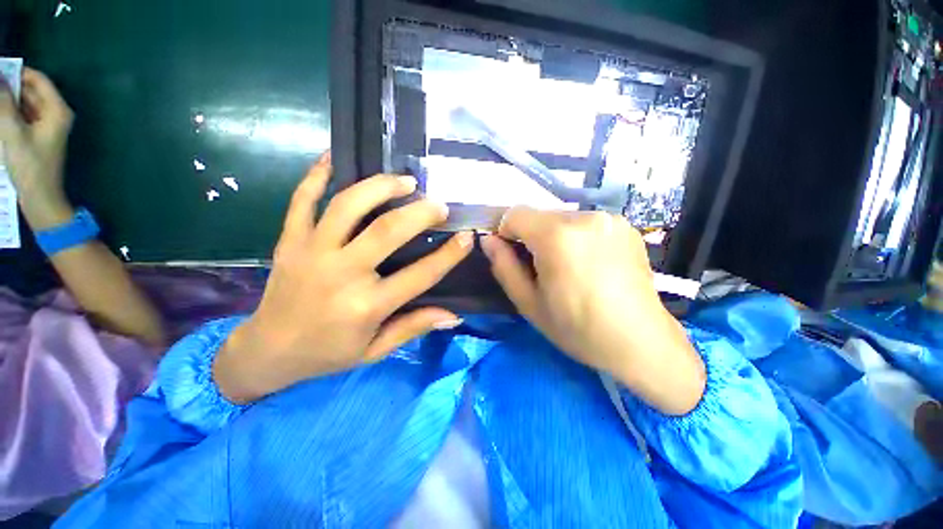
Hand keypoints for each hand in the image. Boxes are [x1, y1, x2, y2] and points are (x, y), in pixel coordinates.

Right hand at [0, 68, 74, 228]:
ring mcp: (48, 125)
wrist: (40, 197)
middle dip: (9, 86)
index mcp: (57, 110)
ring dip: (8, 100)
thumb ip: (4, 103)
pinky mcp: (38, 136)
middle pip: (30, 91)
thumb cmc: (29, 165)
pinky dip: (10, 112)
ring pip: (24, 103)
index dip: (17, 72)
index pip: (38, 80)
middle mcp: (56, 114)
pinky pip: (23, 116)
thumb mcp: (12, 131)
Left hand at [213, 153, 473, 402]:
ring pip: (348, 205)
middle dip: (420, 213)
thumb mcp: (376, 349)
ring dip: (380, 186)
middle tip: (439, 204)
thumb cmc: (328, 353)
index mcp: (366, 305)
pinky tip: (334, 157)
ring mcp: (311, 251)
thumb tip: (454, 316)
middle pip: (387, 230)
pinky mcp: (289, 241)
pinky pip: (301, 200)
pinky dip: (316, 175)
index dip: (449, 255)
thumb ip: (414, 327)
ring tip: (404, 181)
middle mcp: (341, 273)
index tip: (468, 237)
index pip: (421, 275)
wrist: (267, 352)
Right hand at [480, 208, 704, 414]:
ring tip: (568, 269)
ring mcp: (610, 219)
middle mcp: (585, 217)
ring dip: (555, 238)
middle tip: (542, 270)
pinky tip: (590, 265)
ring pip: (562, 218)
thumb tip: (488, 240)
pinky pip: (586, 224)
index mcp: (557, 236)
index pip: (514, 213)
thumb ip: (503, 266)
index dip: (506, 233)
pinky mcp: (626, 226)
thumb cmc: (577, 328)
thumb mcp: (529, 303)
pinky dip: (577, 238)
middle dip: (532, 237)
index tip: (513, 257)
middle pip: (539, 216)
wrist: (640, 342)